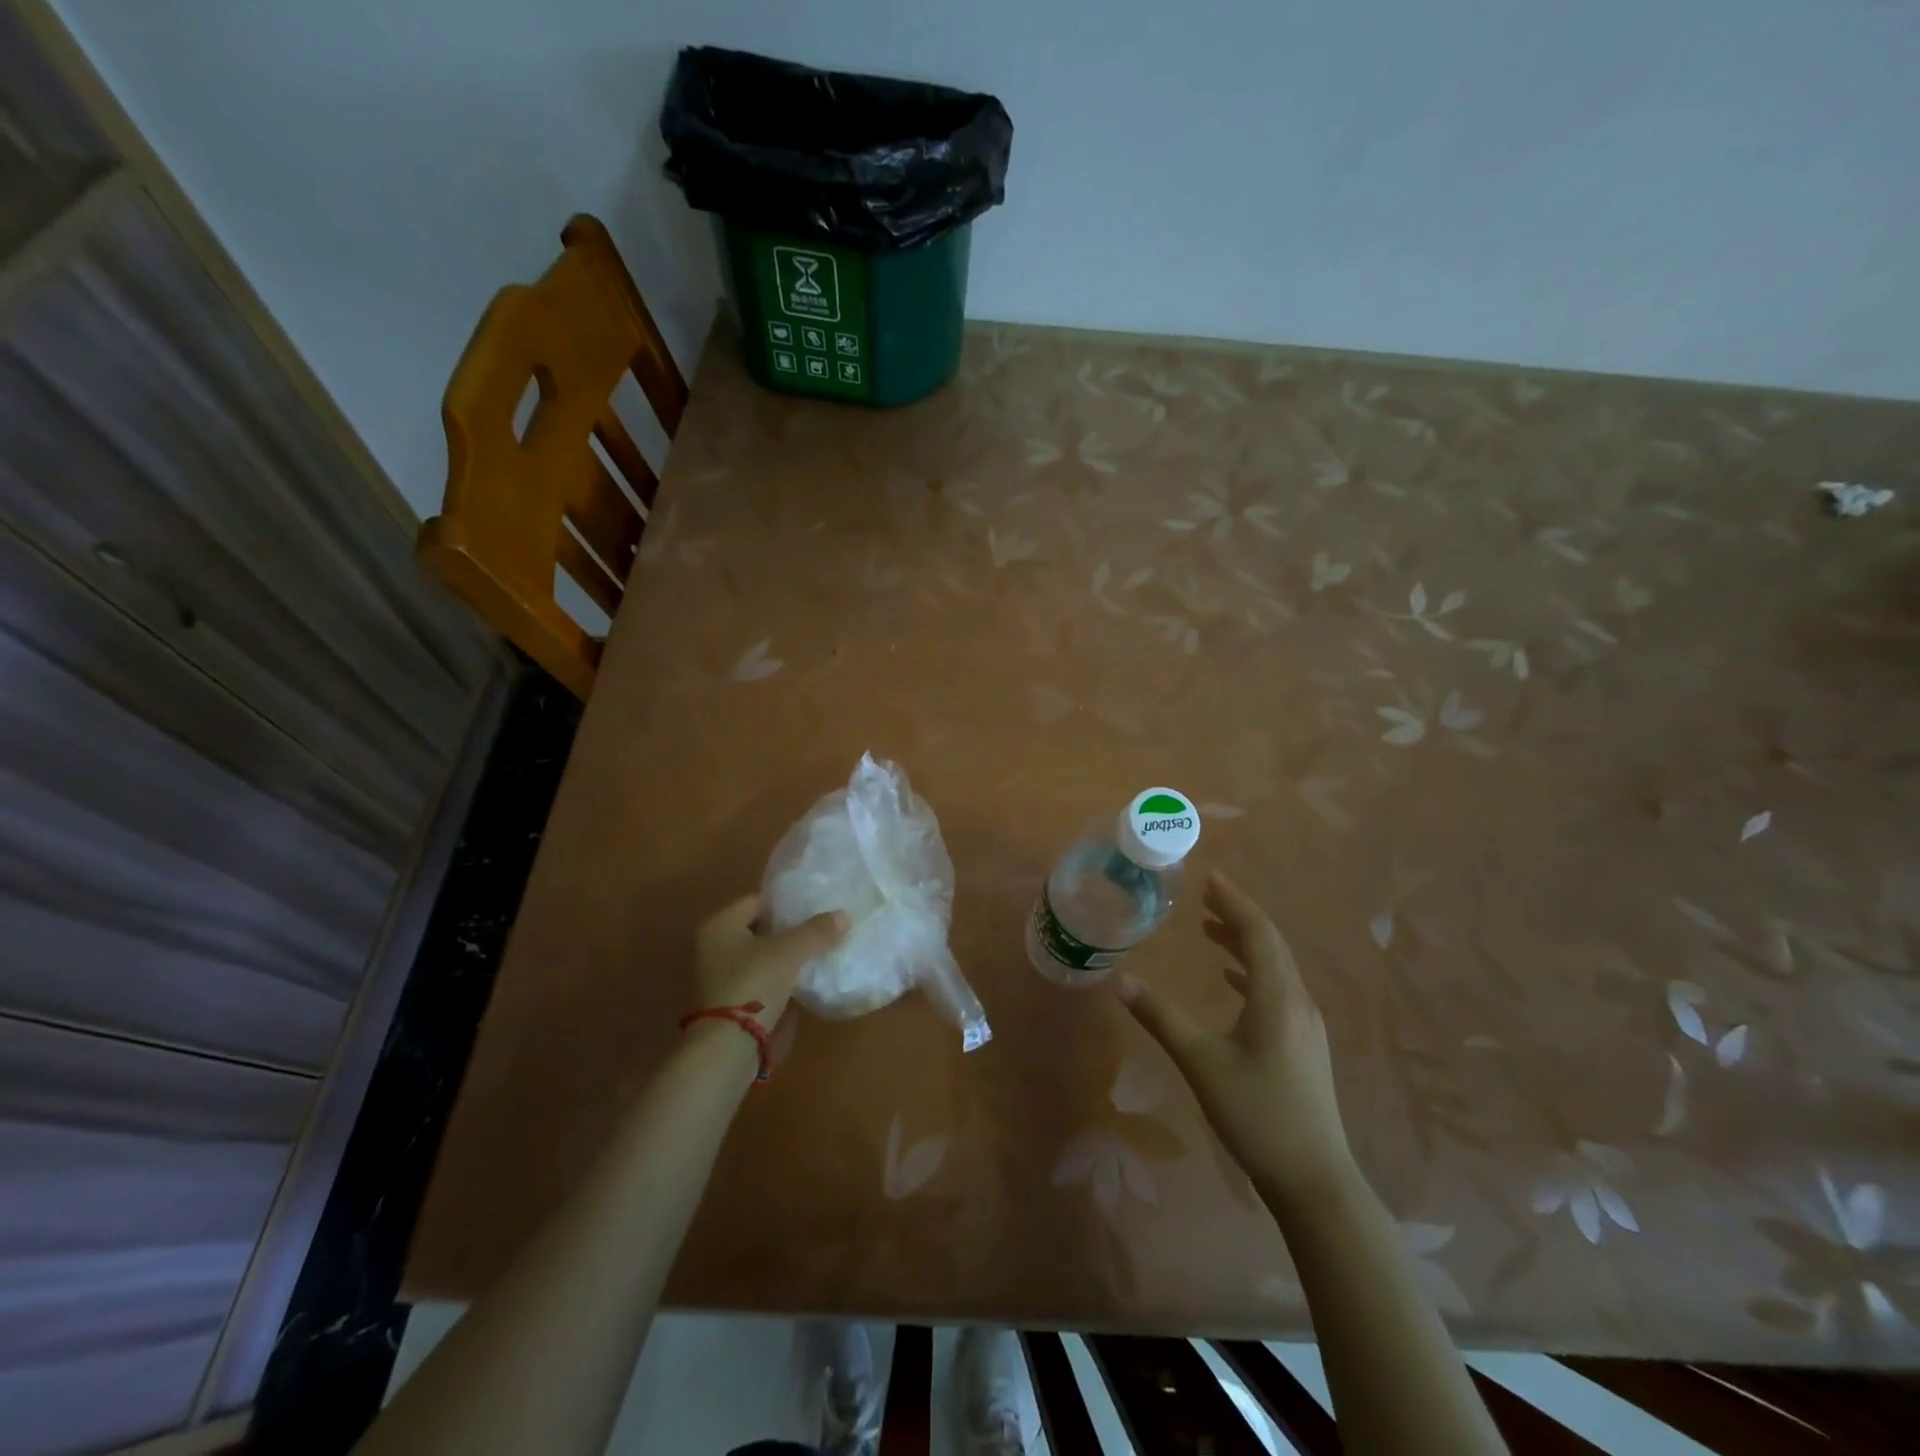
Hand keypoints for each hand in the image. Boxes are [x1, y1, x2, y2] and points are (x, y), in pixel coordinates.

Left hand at [694, 895, 847, 1030]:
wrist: (728, 1046)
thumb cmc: (754, 984)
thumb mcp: (791, 952)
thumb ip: (816, 931)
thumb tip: (843, 915)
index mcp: (720, 925)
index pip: (757, 901)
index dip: (786, 903)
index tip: (813, 907)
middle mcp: (712, 946)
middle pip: (758, 929)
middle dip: (786, 930)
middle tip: (818, 929)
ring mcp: (717, 976)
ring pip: (758, 955)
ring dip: (782, 955)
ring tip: (815, 953)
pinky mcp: (726, 1001)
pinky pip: (757, 978)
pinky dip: (776, 976)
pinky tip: (800, 980)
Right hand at [1116, 871, 1352, 1202]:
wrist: (1313, 1178)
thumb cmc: (1255, 1113)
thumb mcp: (1200, 1062)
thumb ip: (1160, 1018)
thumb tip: (1119, 981)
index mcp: (1277, 997)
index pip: (1258, 933)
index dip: (1235, 902)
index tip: (1211, 878)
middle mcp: (1297, 1001)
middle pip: (1271, 944)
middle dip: (1239, 915)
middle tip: (1207, 894)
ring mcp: (1306, 1024)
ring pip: (1276, 966)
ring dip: (1246, 941)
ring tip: (1212, 927)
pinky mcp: (1304, 1043)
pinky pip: (1278, 988)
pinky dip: (1253, 970)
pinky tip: (1232, 979)